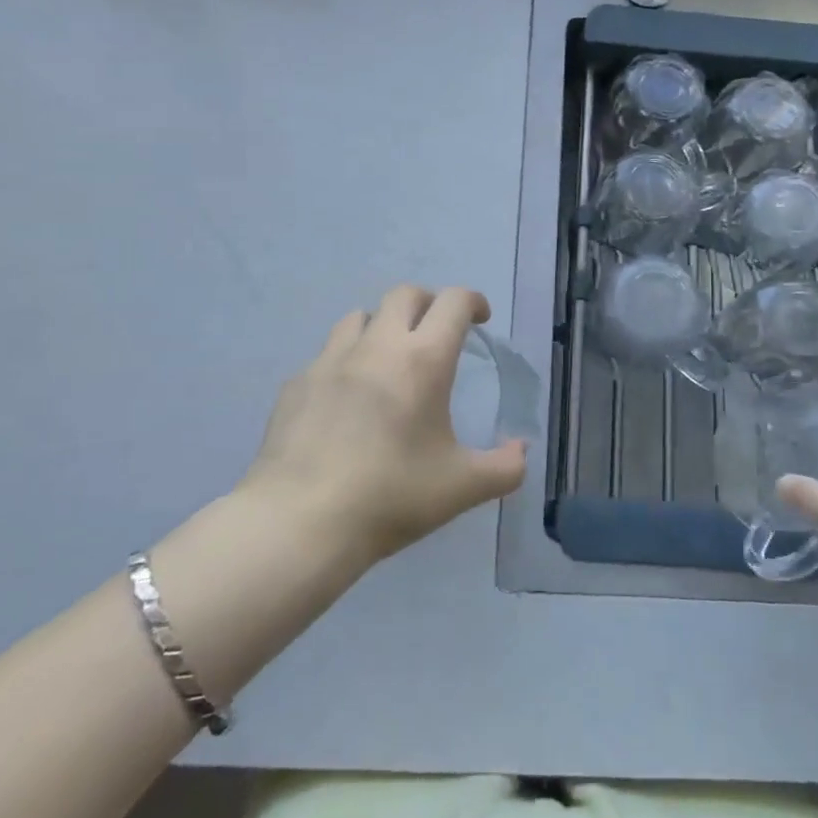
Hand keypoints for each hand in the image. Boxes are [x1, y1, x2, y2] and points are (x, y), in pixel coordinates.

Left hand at [239, 285, 529, 566]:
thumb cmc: (390, 497)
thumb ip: (504, 468)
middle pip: (404, 295)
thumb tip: (521, 450)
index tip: (480, 319)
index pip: (453, 302)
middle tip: (438, 333)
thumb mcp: (461, 488)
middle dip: (428, 303)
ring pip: (359, 317)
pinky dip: (346, 362)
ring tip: (388, 360)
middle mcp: (377, 346)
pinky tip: (346, 401)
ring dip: (382, 326)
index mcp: (423, 360)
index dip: (472, 301)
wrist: (300, 522)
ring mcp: (330, 361)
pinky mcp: (296, 384)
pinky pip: (327, 355)